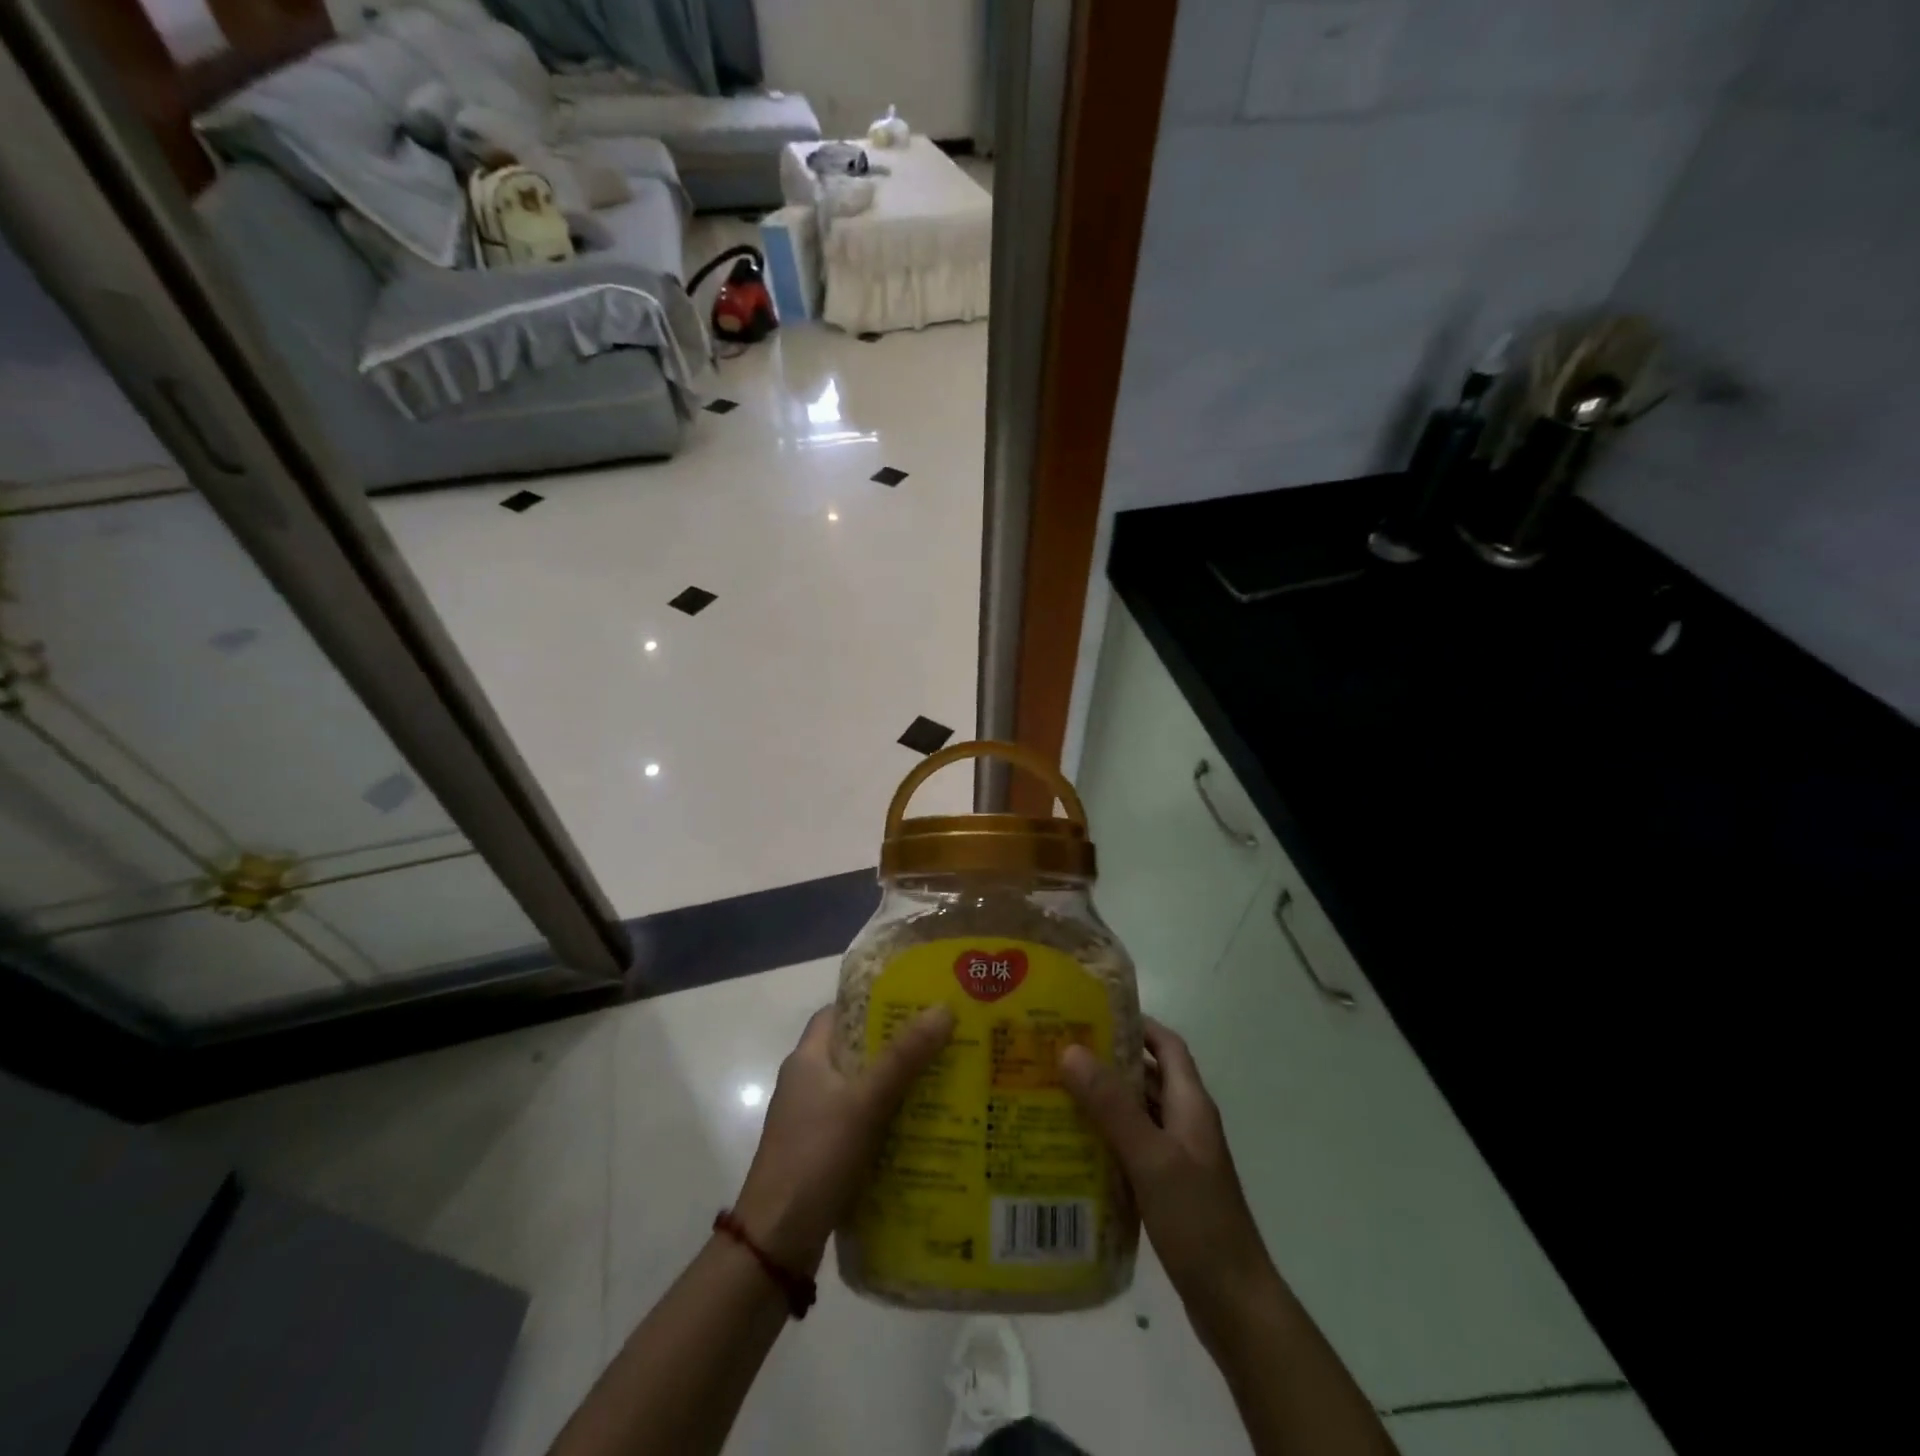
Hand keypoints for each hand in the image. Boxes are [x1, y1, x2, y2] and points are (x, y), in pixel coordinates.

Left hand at [732, 1004, 953, 1273]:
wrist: (776, 1243)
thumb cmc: (816, 1156)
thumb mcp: (865, 1101)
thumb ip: (904, 1057)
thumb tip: (943, 1008)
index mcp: (807, 1059)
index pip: (839, 1013)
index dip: (873, 1003)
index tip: (914, 1002)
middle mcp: (807, 1083)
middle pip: (856, 1050)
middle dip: (897, 1045)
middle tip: (942, 1040)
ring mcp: (813, 1121)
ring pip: (862, 1089)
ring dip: (897, 1085)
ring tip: (944, 1079)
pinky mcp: (823, 1153)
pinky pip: (862, 1123)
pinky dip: (889, 1120)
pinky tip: (923, 1127)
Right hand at [1060, 1018, 1280, 1343]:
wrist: (1235, 1303)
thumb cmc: (1197, 1220)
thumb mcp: (1150, 1157)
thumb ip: (1112, 1105)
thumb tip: (1070, 1049)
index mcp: (1190, 1104)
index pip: (1166, 1045)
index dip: (1135, 1023)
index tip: (1091, 1013)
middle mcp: (1186, 1122)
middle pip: (1146, 1076)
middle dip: (1107, 1061)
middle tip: (1058, 1052)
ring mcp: (1178, 1157)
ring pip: (1137, 1113)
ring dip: (1103, 1100)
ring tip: (1055, 1092)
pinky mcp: (1168, 1188)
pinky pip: (1133, 1147)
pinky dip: (1106, 1138)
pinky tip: (1073, 1146)